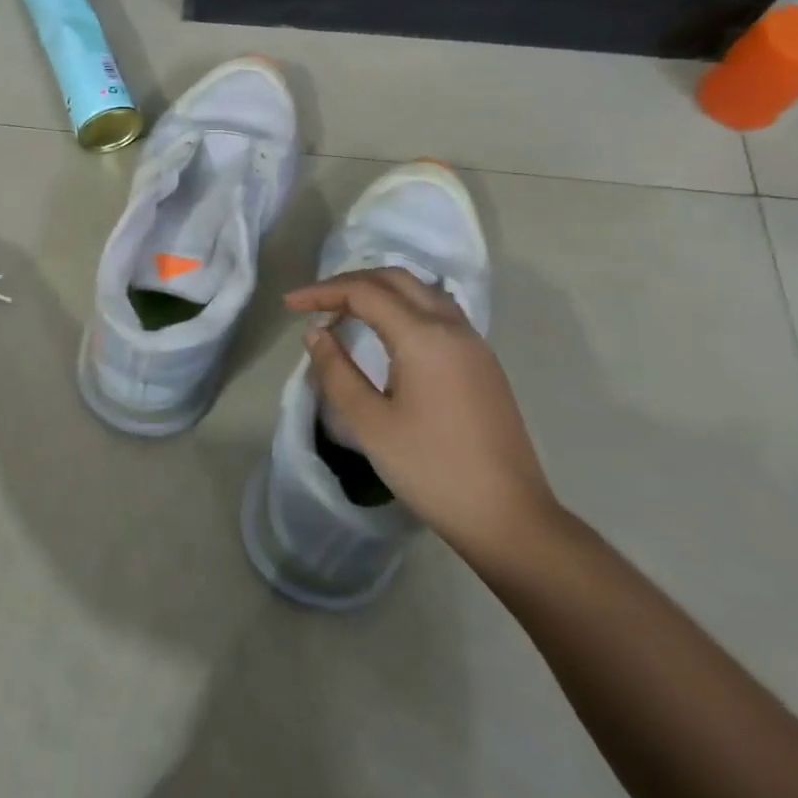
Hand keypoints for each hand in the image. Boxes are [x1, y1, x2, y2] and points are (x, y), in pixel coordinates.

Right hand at [286, 268, 560, 568]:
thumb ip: (336, 371)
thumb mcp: (370, 423)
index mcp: (424, 337)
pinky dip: (403, 308)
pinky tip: (386, 334)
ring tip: (346, 313)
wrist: (507, 517)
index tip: (289, 304)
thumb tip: (317, 334)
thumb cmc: (431, 469)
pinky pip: (437, 313)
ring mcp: (474, 345)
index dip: (322, 292)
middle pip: (396, 280)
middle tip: (315, 303)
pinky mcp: (482, 364)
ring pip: (421, 292)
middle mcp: (453, 328)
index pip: (365, 293)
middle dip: (350, 283)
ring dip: (380, 292)